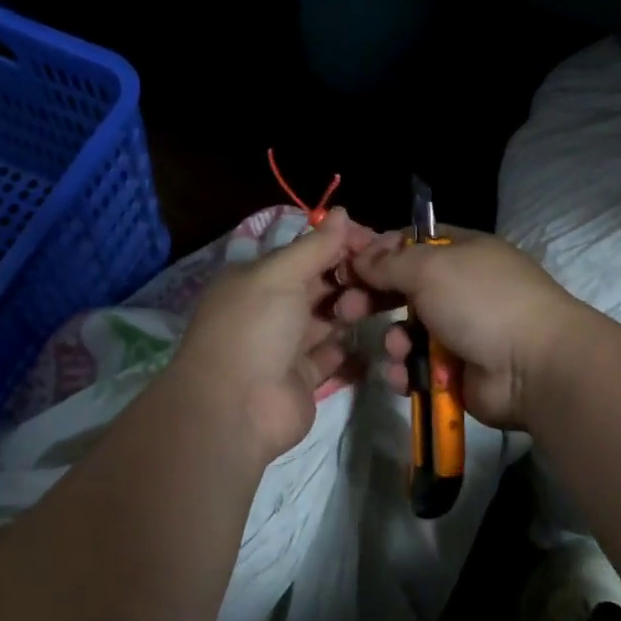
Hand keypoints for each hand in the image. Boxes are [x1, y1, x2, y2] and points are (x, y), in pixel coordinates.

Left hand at [161, 210, 379, 462]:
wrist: (235, 409)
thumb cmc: (254, 328)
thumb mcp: (280, 274)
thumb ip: (315, 246)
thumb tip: (342, 212)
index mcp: (258, 277)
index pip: (306, 251)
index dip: (340, 243)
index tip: (376, 241)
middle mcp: (272, 307)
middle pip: (320, 283)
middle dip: (351, 275)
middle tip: (385, 273)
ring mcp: (287, 344)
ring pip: (329, 317)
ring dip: (354, 308)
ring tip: (380, 302)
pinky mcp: (304, 377)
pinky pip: (334, 355)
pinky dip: (353, 347)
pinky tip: (379, 334)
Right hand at [351, 228, 586, 430]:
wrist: (533, 366)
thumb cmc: (481, 301)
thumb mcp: (430, 267)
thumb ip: (389, 262)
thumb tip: (361, 257)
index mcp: (461, 252)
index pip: (410, 243)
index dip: (377, 252)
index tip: (347, 265)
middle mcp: (459, 287)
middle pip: (402, 288)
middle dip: (372, 298)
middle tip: (344, 310)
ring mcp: (460, 330)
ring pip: (407, 331)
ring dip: (395, 340)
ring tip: (398, 348)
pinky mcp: (456, 371)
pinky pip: (418, 367)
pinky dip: (407, 371)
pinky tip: (405, 374)